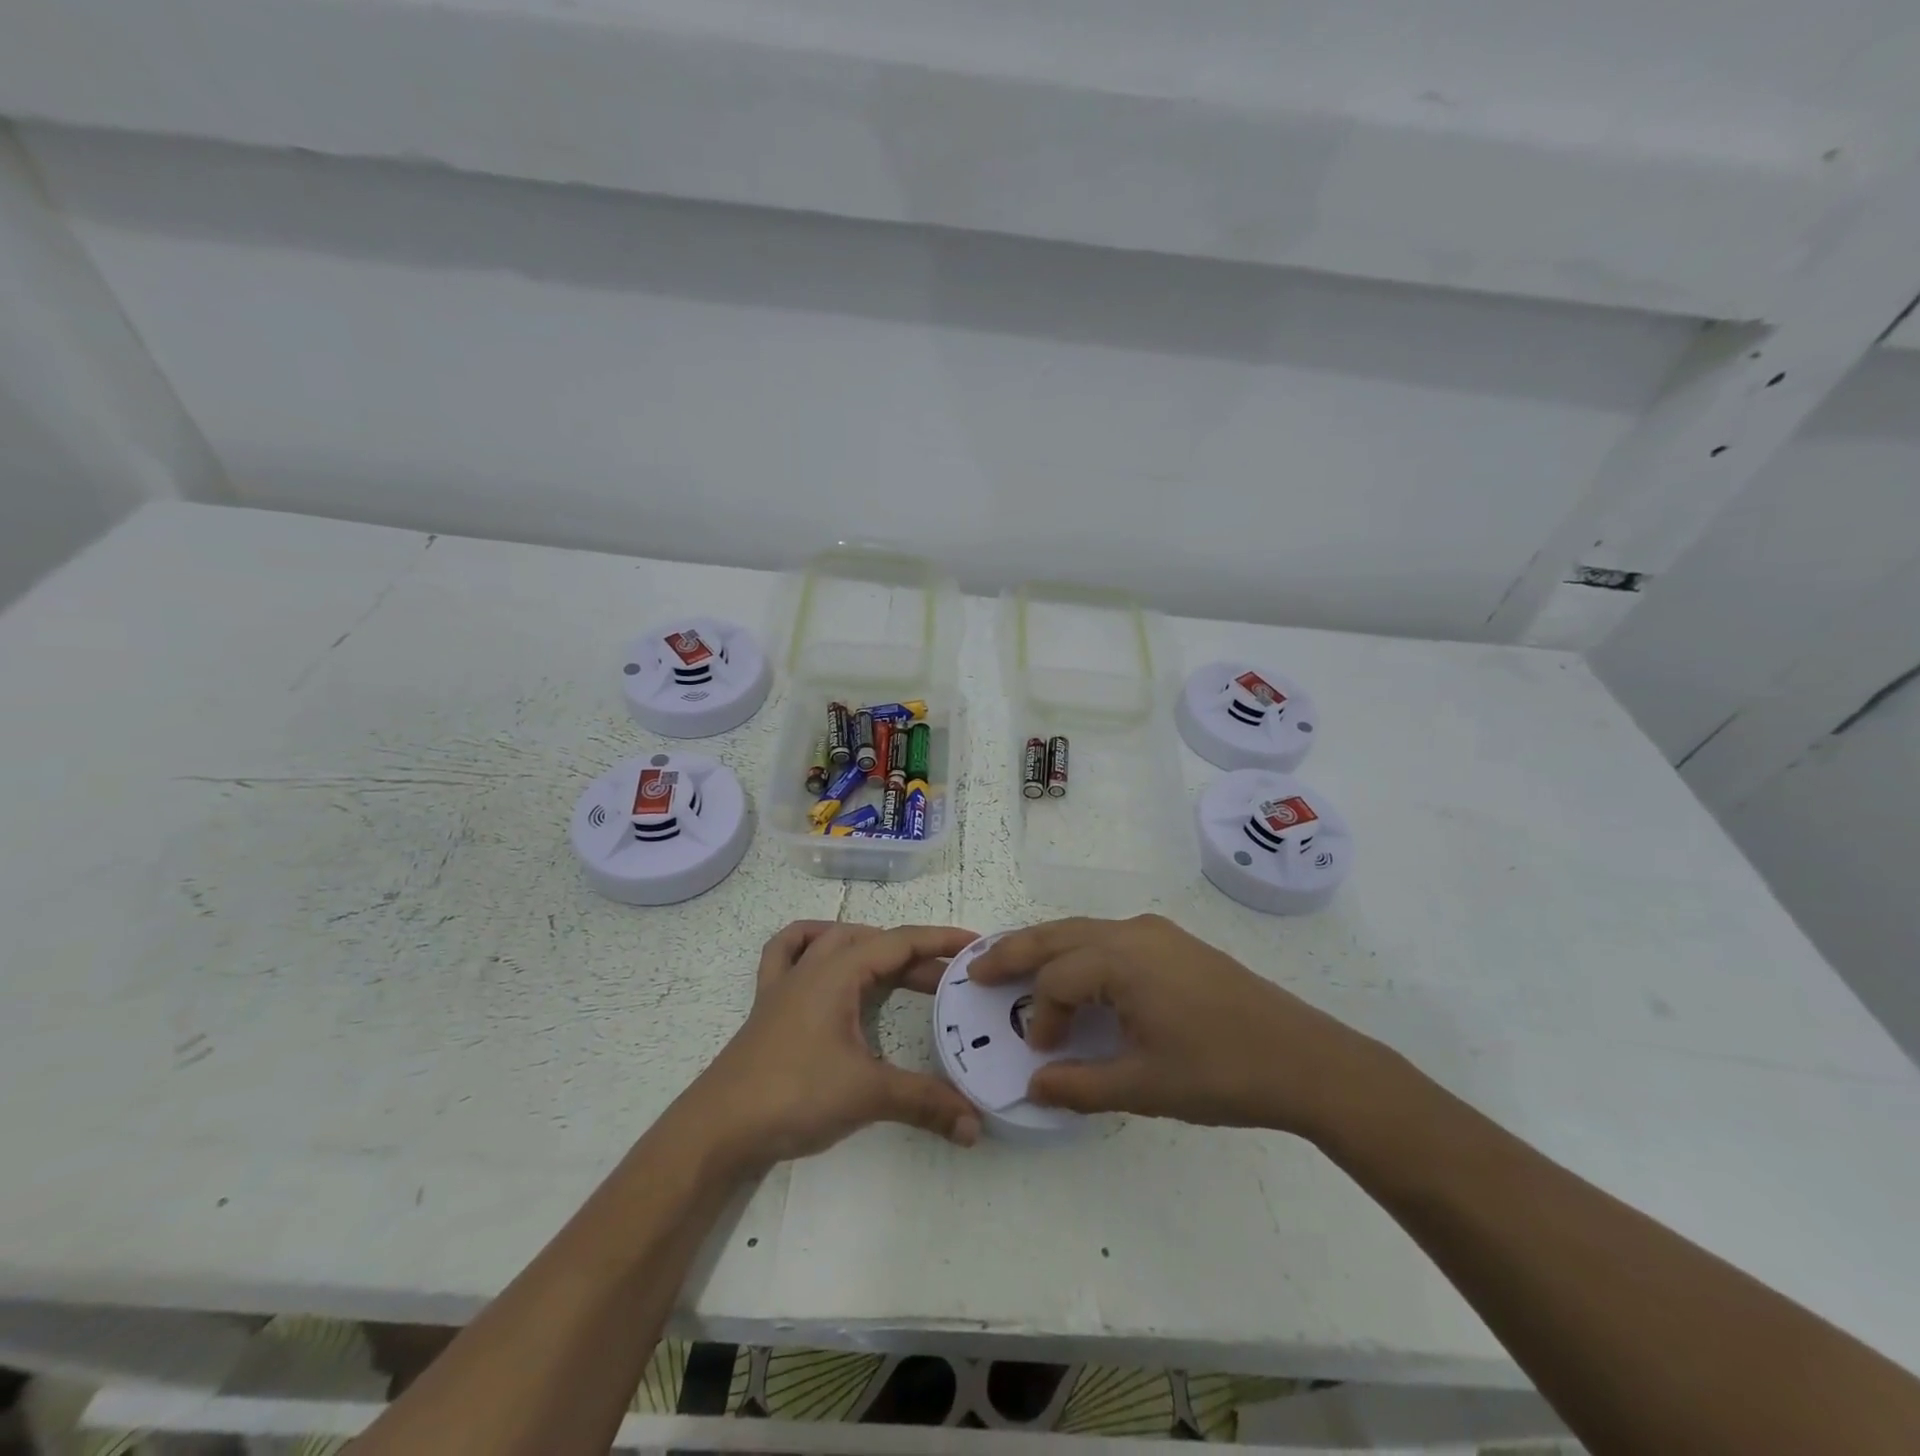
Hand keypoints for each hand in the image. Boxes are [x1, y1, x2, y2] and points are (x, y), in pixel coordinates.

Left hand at [684, 921, 983, 1175]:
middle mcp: (812, 966)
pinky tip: (824, 957)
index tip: (976, 946)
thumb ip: (925, 1103)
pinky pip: (786, 954)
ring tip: (898, 968)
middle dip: (914, 955)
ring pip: (832, 940)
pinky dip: (809, 944)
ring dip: (869, 946)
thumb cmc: (793, 1095)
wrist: (717, 1128)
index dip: (940, 941)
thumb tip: (975, 1124)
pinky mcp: (768, 1005)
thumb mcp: (867, 1094)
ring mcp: (785, 983)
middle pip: (872, 941)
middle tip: (948, 983)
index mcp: (838, 972)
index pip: (899, 942)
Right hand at [971, 914, 1389, 1137]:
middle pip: (1058, 935)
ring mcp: (1157, 933)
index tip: (1043, 1053)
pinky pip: (1111, 937)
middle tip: (977, 968)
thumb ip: (1080, 1085)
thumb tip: (1033, 1085)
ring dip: (1047, 947)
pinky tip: (1079, 975)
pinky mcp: (1175, 943)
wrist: (1305, 1059)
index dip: (1042, 1017)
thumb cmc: (1220, 1072)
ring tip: (1017, 966)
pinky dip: (1080, 951)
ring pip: (1084, 931)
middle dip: (1014, 951)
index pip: (1057, 981)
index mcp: (1122, 960)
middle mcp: (1133, 932)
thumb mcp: (1145, 1087)